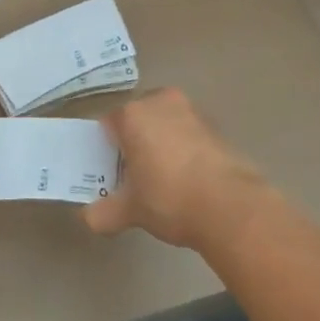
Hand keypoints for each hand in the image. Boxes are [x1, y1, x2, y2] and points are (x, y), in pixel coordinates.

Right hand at [83, 88, 273, 249]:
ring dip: (160, 142)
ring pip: (164, 123)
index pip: (108, 124)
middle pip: (137, 118)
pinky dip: (183, 147)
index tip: (111, 172)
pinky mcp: (214, 124)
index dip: (106, 149)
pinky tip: (188, 177)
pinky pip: (187, 132)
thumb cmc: (169, 199)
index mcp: (133, 115)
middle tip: (135, 175)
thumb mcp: (131, 211)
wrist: (230, 205)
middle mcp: (160, 102)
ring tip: (163, 177)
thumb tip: (89, 218)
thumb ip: (104, 212)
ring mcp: (190, 110)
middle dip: (134, 141)